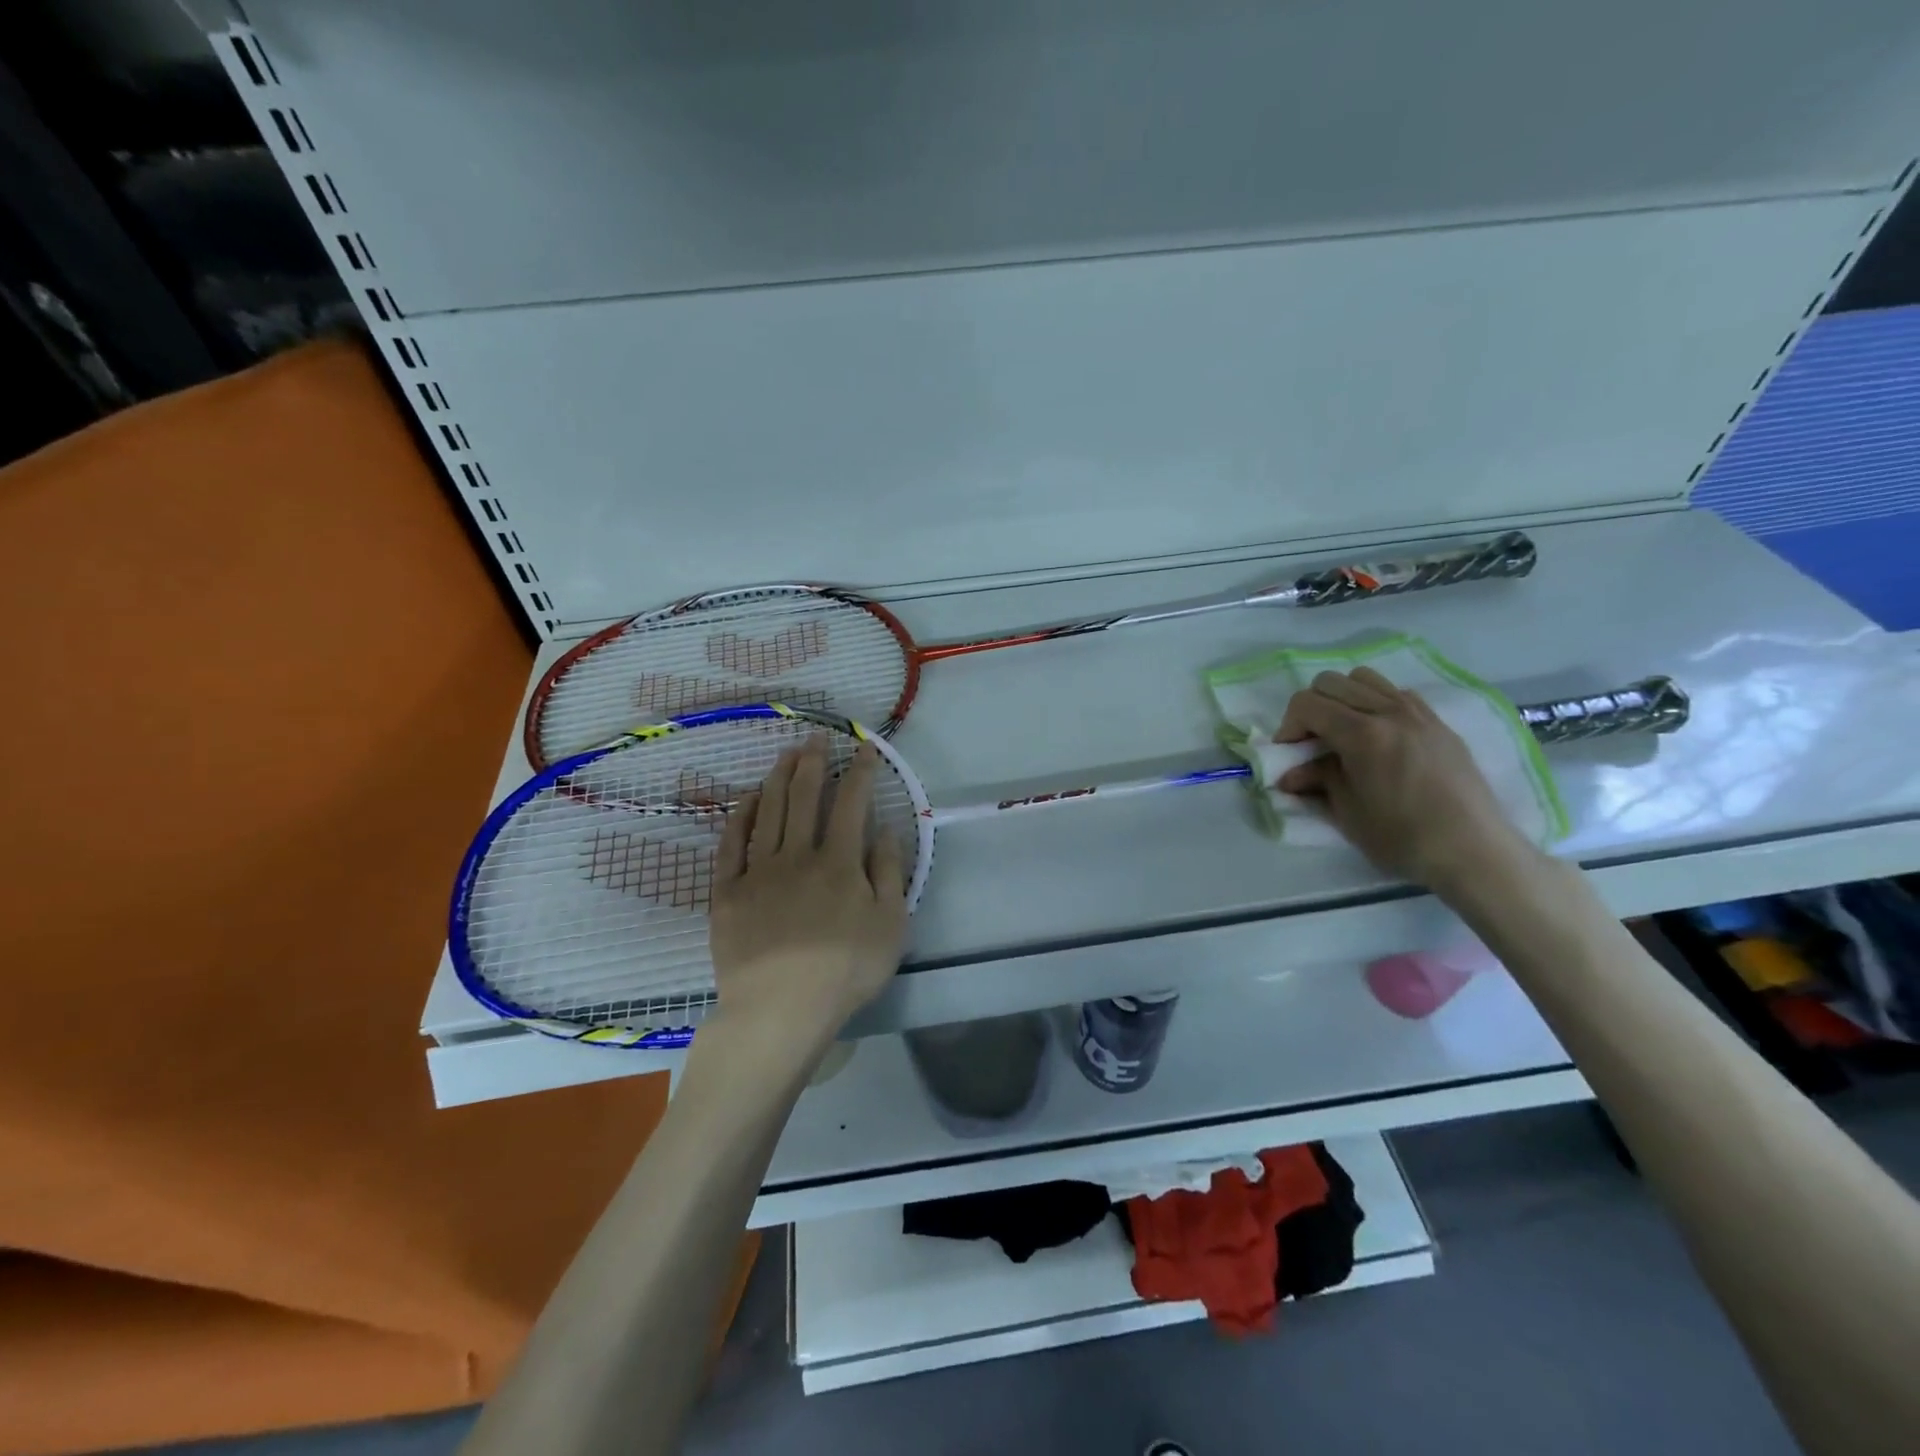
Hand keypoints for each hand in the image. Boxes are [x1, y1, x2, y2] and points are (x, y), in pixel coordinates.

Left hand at [708, 737, 908, 1066]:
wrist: (779, 1010)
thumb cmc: (844, 971)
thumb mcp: (890, 926)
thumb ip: (889, 873)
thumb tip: (885, 829)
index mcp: (840, 863)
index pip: (851, 803)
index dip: (859, 772)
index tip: (864, 749)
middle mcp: (798, 856)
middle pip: (804, 797)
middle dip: (813, 762)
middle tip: (816, 737)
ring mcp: (759, 871)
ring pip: (768, 811)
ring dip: (778, 778)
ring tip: (785, 753)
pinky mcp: (728, 891)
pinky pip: (733, 844)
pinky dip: (741, 816)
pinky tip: (747, 798)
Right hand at [1275, 667, 1534, 889]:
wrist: (1472, 850)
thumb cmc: (1402, 837)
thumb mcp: (1347, 812)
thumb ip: (1317, 780)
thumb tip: (1289, 775)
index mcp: (1362, 734)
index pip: (1306, 703)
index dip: (1288, 725)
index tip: (1290, 753)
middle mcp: (1389, 711)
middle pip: (1331, 682)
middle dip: (1311, 708)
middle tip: (1312, 743)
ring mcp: (1417, 712)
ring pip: (1364, 678)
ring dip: (1343, 699)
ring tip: (1343, 733)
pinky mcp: (1437, 722)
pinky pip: (1395, 693)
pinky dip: (1375, 703)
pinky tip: (1378, 736)